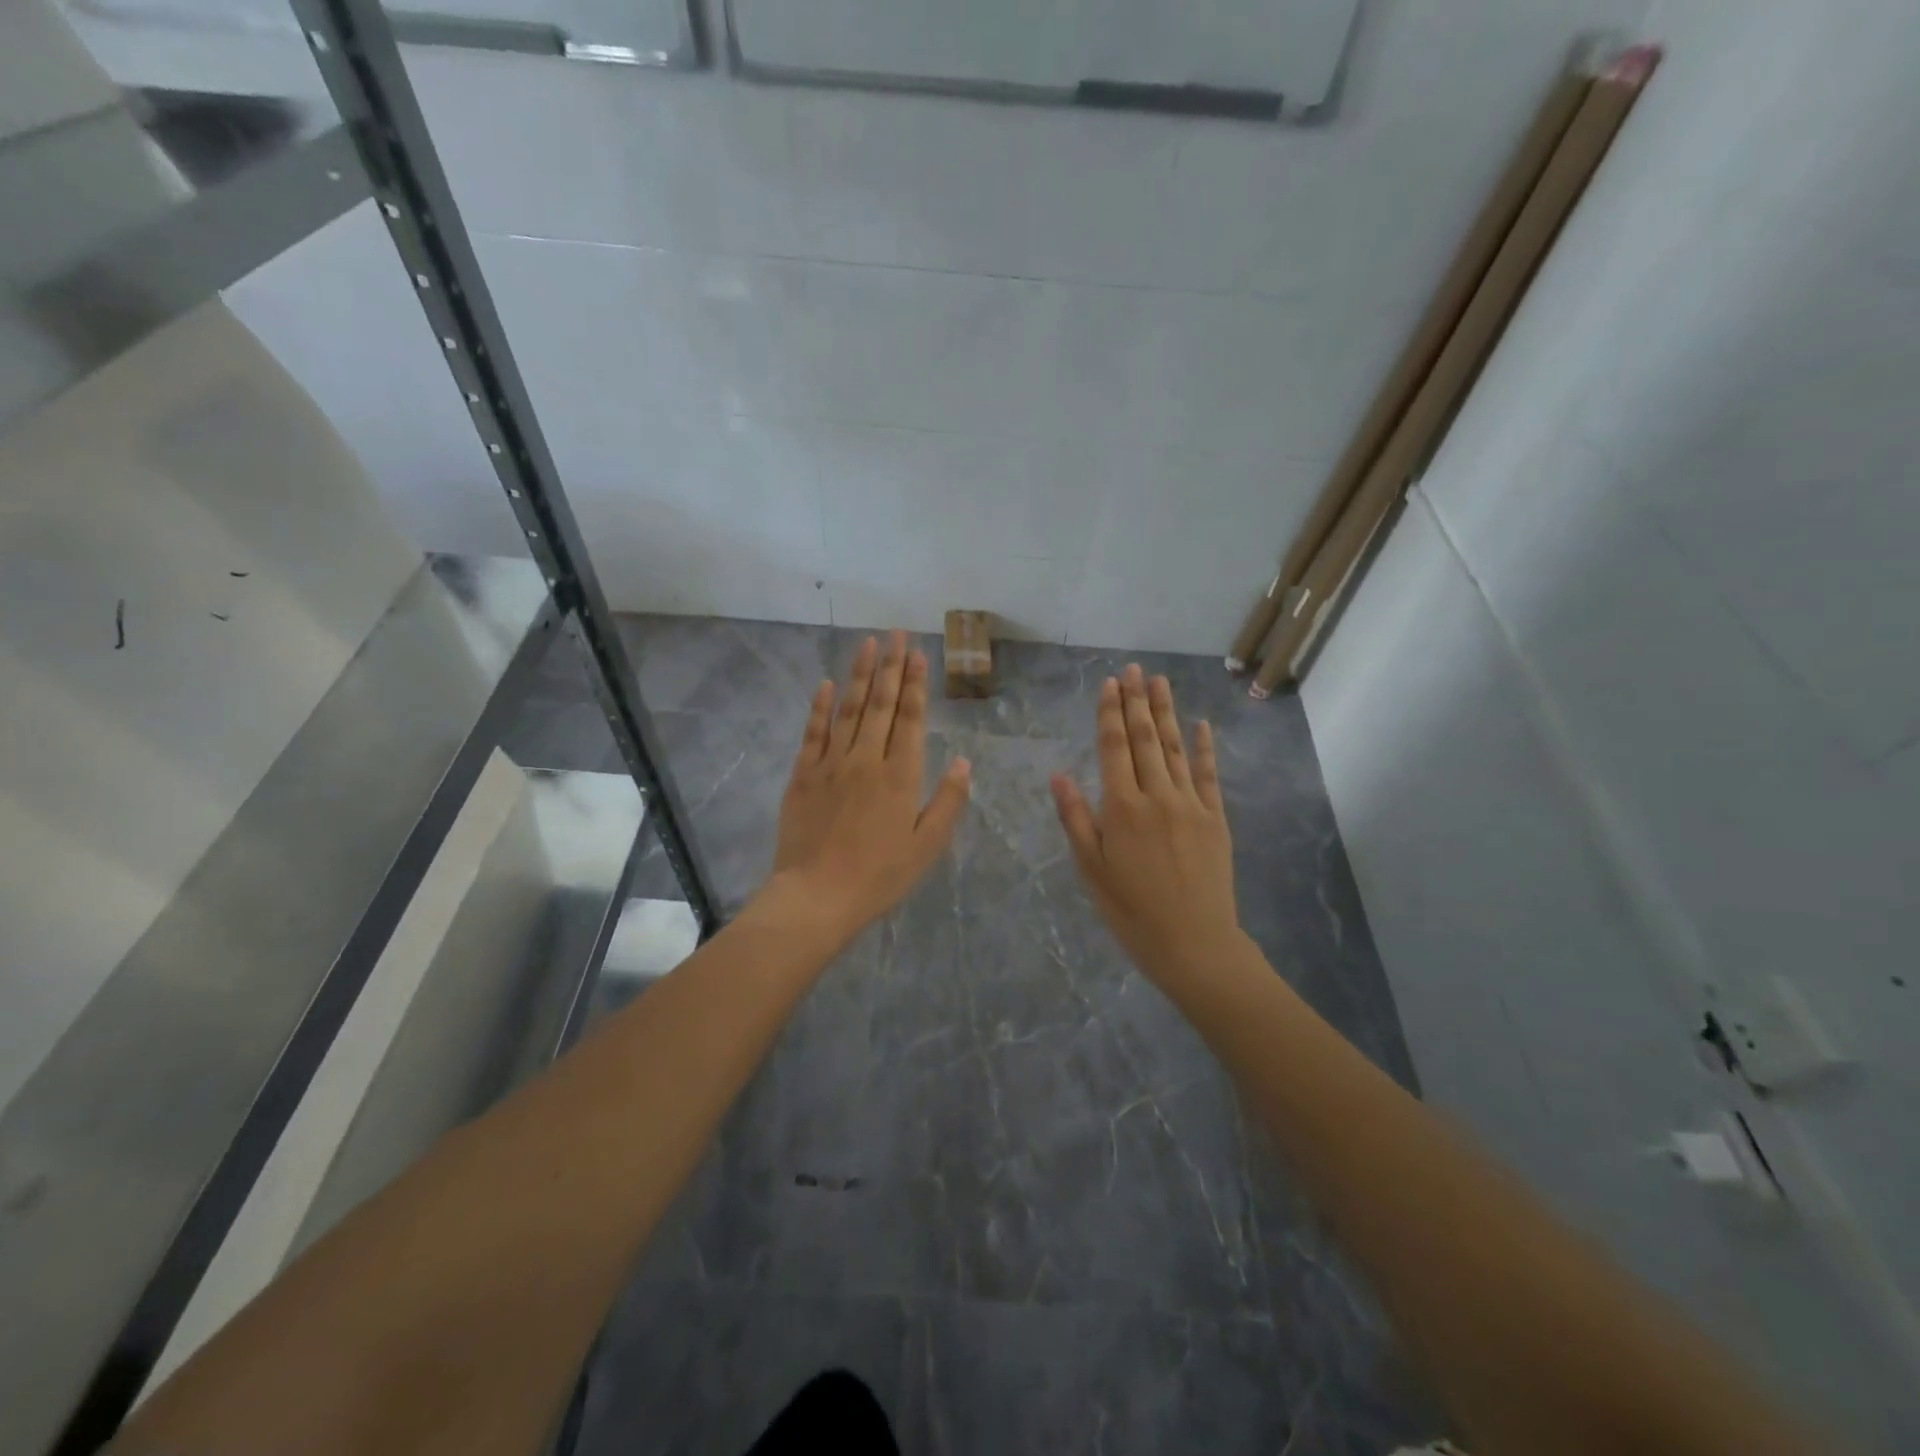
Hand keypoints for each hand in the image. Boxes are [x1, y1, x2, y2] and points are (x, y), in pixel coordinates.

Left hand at [766, 630, 971, 946]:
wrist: (817, 896)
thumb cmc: (879, 876)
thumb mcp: (926, 846)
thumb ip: (947, 801)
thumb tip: (965, 762)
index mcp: (900, 776)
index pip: (911, 718)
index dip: (915, 684)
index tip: (917, 653)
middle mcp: (867, 760)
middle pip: (880, 704)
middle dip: (890, 666)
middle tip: (895, 633)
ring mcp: (831, 764)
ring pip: (847, 709)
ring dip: (858, 674)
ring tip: (867, 644)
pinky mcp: (803, 774)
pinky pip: (813, 732)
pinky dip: (820, 706)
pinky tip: (826, 684)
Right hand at [1051, 665, 1240, 984]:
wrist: (1194, 943)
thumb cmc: (1131, 910)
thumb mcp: (1091, 869)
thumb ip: (1075, 819)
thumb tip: (1058, 775)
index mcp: (1122, 808)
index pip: (1114, 748)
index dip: (1110, 714)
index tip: (1109, 684)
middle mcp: (1157, 796)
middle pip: (1145, 739)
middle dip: (1137, 701)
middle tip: (1133, 669)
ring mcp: (1191, 805)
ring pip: (1175, 748)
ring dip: (1166, 713)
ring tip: (1160, 682)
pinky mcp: (1215, 818)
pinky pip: (1208, 775)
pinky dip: (1203, 748)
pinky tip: (1201, 724)